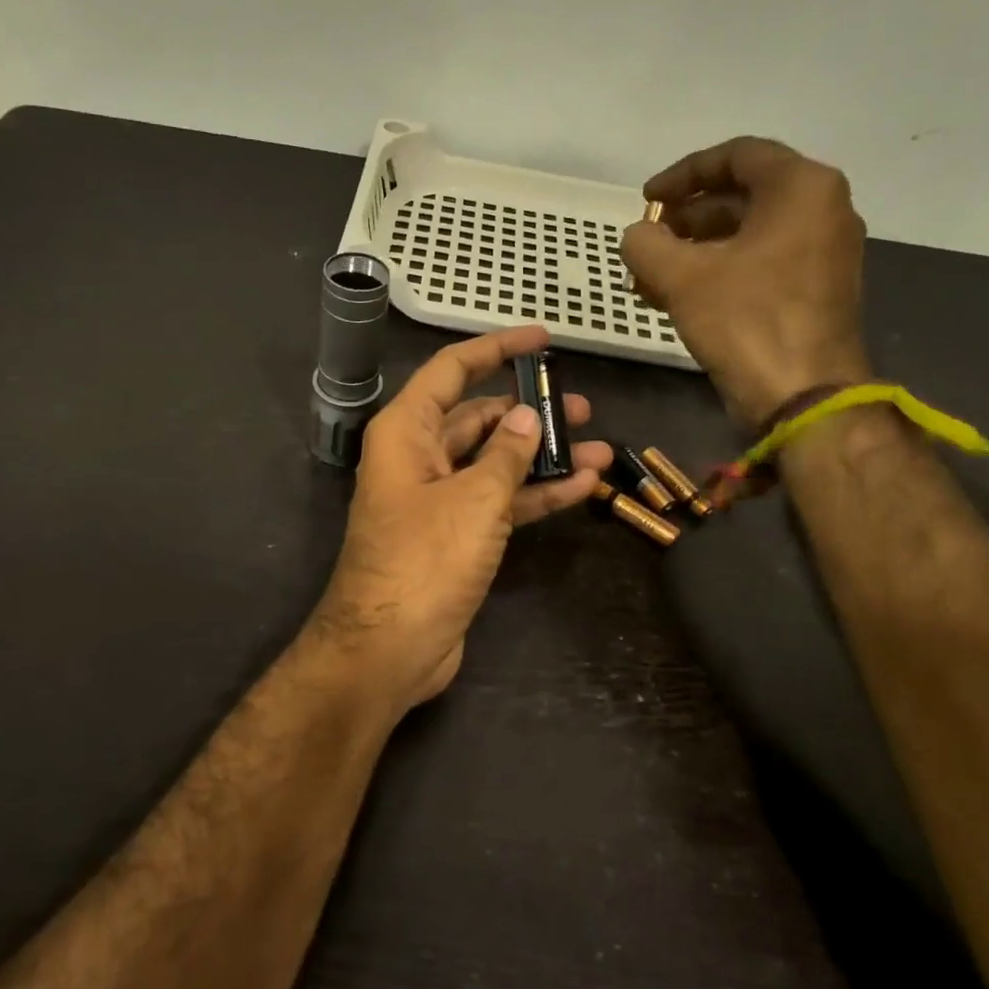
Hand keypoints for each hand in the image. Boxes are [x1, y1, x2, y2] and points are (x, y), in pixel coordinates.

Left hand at [307, 326, 610, 713]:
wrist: (389, 649)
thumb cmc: (425, 560)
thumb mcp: (475, 498)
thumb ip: (507, 453)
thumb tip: (528, 417)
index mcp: (407, 432)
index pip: (452, 370)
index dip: (496, 349)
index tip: (543, 339)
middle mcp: (418, 457)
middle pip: (479, 417)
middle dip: (529, 411)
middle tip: (581, 407)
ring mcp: (437, 499)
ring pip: (495, 462)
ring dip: (542, 456)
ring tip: (598, 445)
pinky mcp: (455, 536)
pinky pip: (498, 502)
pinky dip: (535, 494)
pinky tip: (582, 486)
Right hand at [620, 137, 871, 427]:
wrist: (803, 396)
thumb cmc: (746, 321)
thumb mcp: (681, 277)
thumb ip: (646, 243)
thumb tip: (638, 236)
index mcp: (801, 188)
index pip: (736, 155)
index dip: (682, 174)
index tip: (646, 199)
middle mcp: (822, 210)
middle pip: (742, 195)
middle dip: (686, 217)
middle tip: (648, 239)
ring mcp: (823, 252)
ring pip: (748, 234)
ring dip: (695, 250)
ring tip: (650, 275)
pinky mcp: (815, 290)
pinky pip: (760, 264)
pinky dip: (719, 272)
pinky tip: (675, 297)